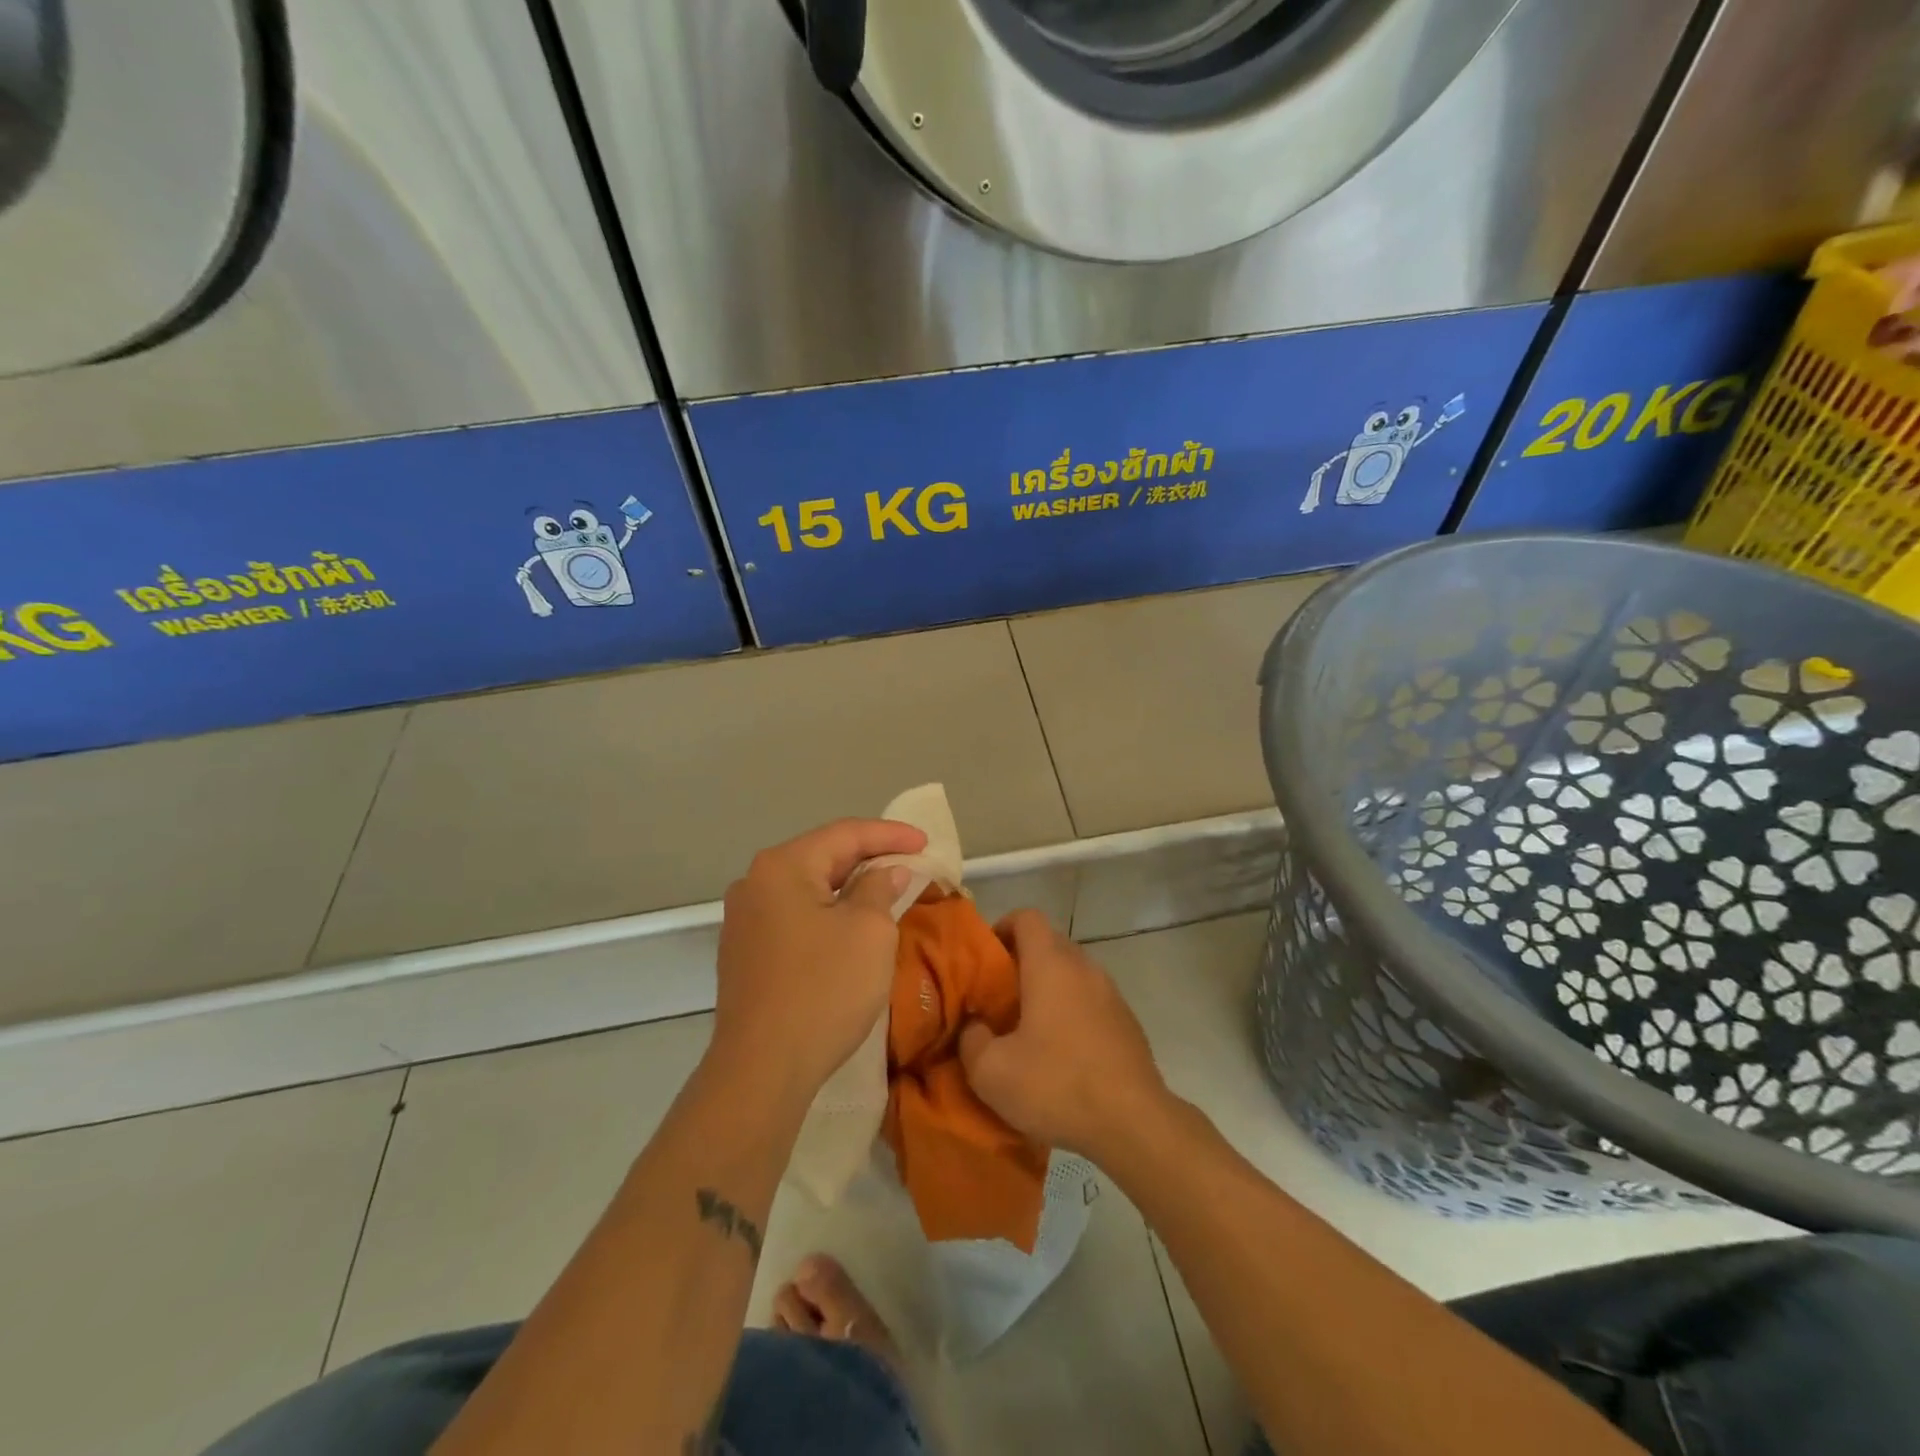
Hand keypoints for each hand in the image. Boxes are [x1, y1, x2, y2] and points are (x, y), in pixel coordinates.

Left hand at [710, 818, 925, 1100]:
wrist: (761, 1069)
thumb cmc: (824, 989)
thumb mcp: (869, 931)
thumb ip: (880, 889)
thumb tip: (885, 872)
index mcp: (782, 866)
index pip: (844, 833)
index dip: (890, 835)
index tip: (925, 842)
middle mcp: (754, 883)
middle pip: (821, 857)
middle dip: (868, 858)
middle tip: (909, 863)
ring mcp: (743, 920)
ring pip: (807, 889)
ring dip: (848, 887)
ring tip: (886, 891)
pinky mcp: (744, 954)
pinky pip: (794, 917)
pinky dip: (827, 913)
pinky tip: (849, 926)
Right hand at [959, 911, 1171, 1161]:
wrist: (1134, 1123)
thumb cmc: (1057, 1085)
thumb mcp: (991, 1072)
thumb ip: (971, 1040)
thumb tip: (975, 1027)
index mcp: (1051, 965)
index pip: (1027, 917)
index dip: (1003, 927)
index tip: (986, 958)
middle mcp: (1084, 967)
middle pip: (1049, 943)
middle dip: (1021, 961)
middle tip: (998, 997)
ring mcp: (1111, 993)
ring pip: (1072, 973)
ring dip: (1048, 988)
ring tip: (1027, 1028)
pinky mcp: (1127, 1022)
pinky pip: (1090, 1000)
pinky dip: (1071, 1011)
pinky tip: (1061, 1053)